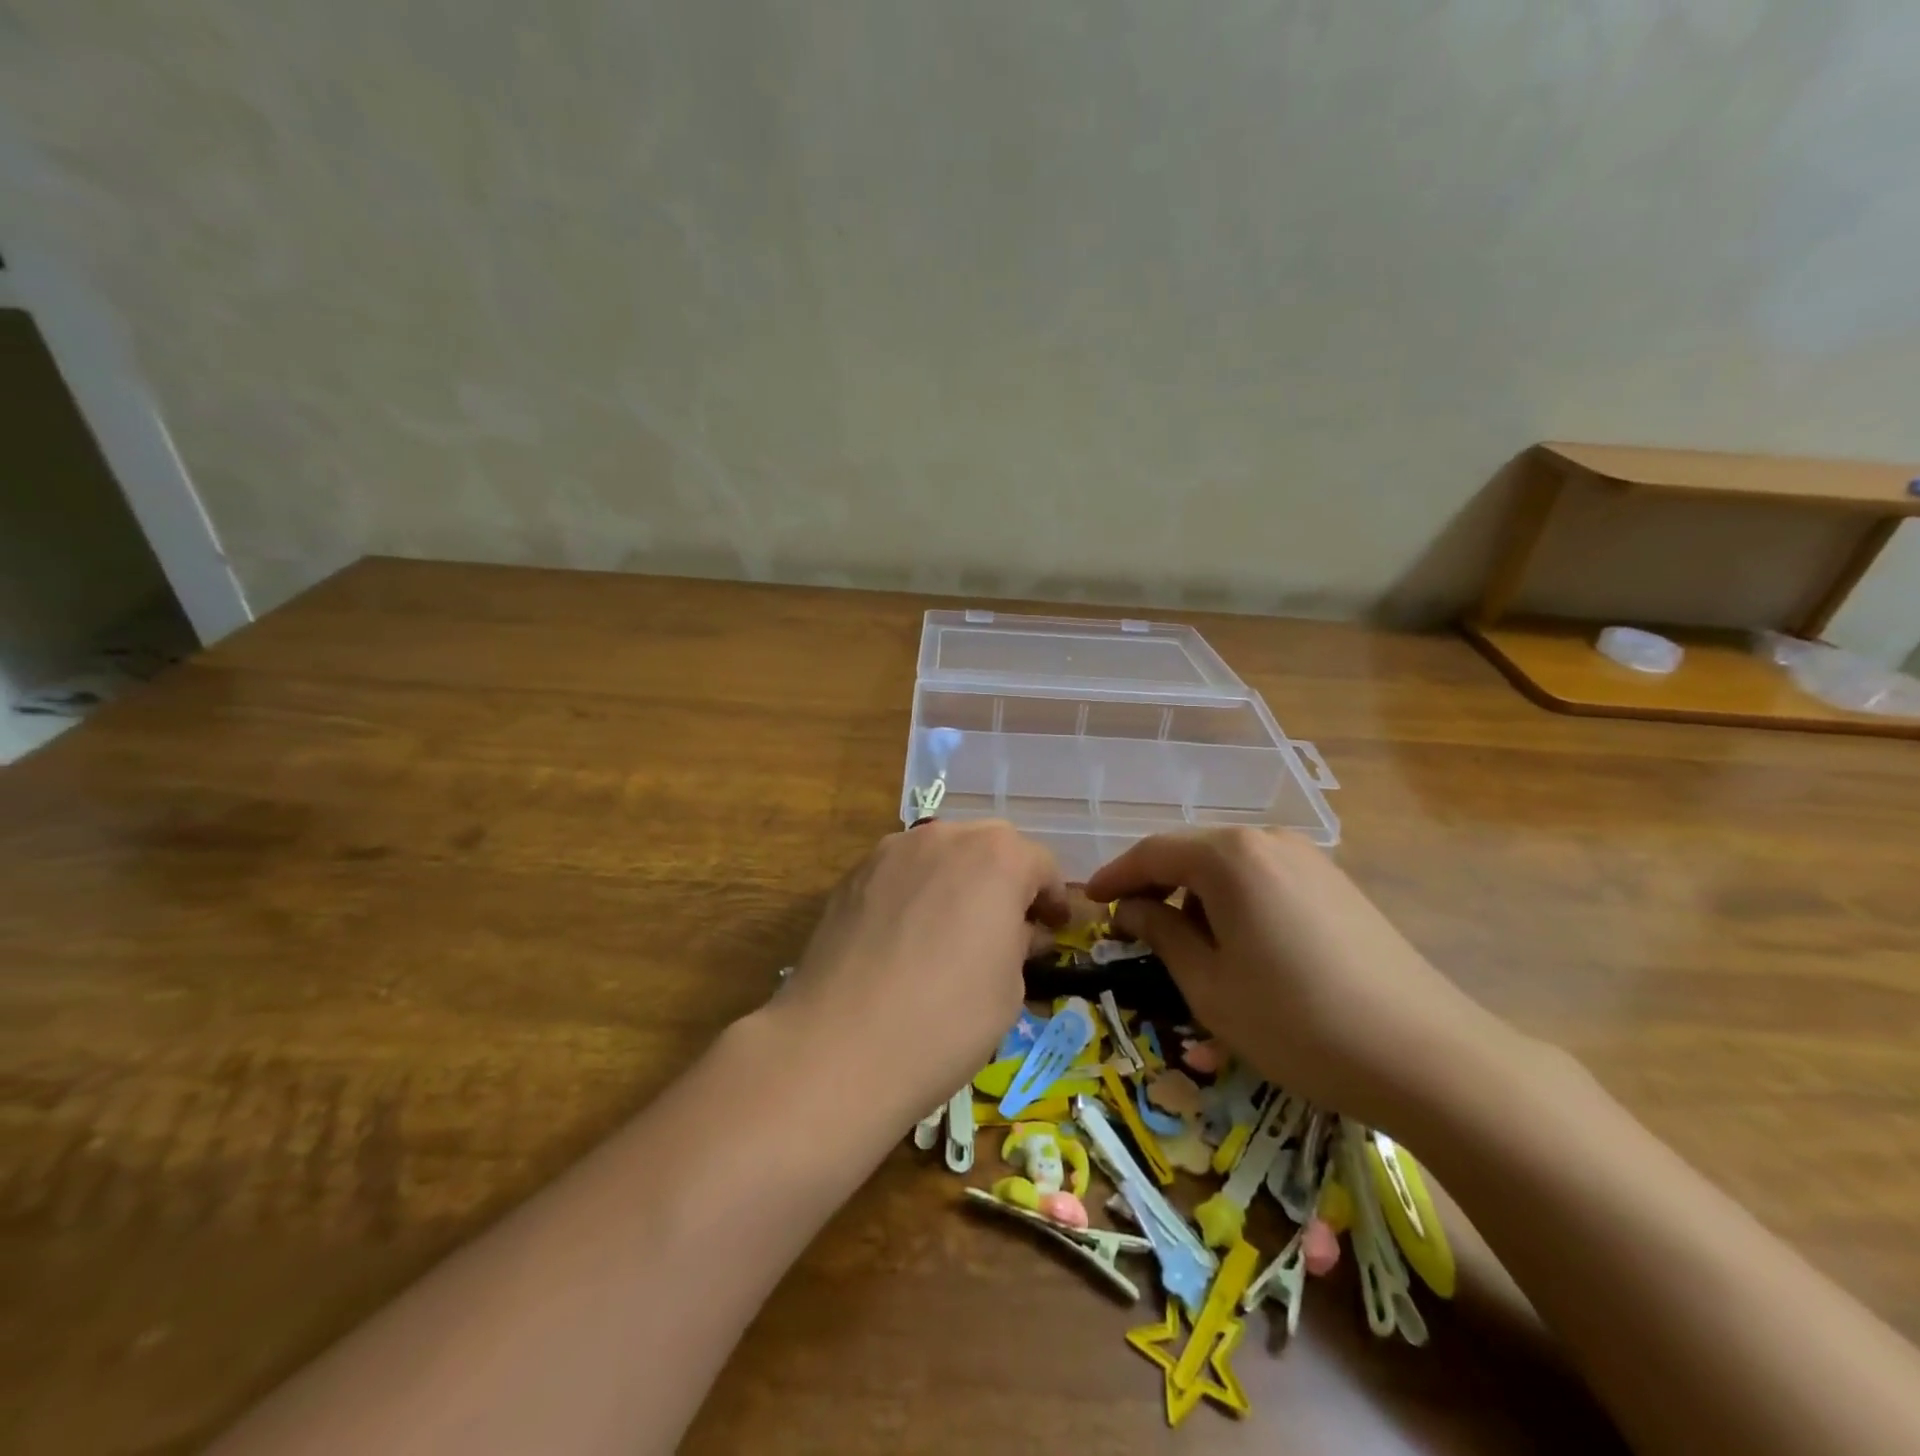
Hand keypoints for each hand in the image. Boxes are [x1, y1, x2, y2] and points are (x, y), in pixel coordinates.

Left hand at [779, 821, 1067, 1121]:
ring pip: (941, 852)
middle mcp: (945, 837)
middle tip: (1007, 925)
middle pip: (990, 845)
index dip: (1052, 899)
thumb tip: (1018, 931)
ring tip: (954, 926)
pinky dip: (917, 890)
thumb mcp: (1009, 989)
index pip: (1040, 864)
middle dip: (1006, 878)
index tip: (1054, 929)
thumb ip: (1019, 943)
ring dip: (959, 878)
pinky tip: (908, 935)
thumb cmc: (946, 1020)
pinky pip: (901, 871)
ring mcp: (892, 850)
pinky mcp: (853, 874)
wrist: (840, 1045)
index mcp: (997, 857)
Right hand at [1085, 828, 1511, 1132]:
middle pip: (1191, 851)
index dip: (1115, 876)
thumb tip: (1133, 909)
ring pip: (1229, 864)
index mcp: (1230, 855)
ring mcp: (1309, 859)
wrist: (1427, 1056)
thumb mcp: (1208, 985)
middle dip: (1155, 883)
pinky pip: (1265, 877)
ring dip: (1195, 892)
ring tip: (1182, 936)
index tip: (1090, 901)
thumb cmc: (1296, 1022)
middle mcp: (1268, 840)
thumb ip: (1161, 934)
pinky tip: (1237, 938)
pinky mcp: (1337, 883)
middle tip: (1130, 922)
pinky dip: (1234, 899)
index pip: (1152, 852)